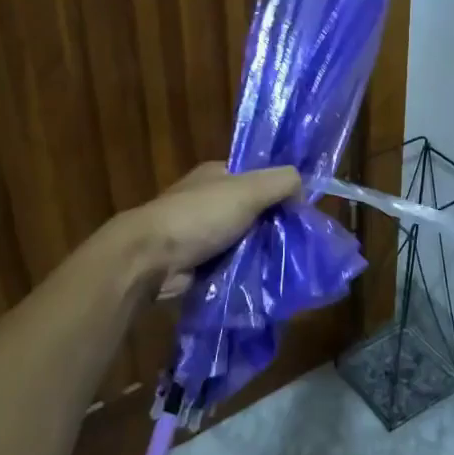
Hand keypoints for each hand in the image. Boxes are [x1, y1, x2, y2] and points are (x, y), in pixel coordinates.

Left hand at [123, 162, 301, 293]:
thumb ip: (282, 182)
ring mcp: (200, 232)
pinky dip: (244, 271)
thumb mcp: (249, 189)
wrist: (150, 258)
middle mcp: (209, 199)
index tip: (302, 211)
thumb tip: (303, 191)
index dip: (280, 190)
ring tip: (288, 266)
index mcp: (218, 174)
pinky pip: (230, 264)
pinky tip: (264, 281)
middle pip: (253, 210)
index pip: (258, 177)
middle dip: (273, 226)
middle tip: (300, 244)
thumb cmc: (200, 216)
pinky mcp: (196, 262)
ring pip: (243, 240)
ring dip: (260, 252)